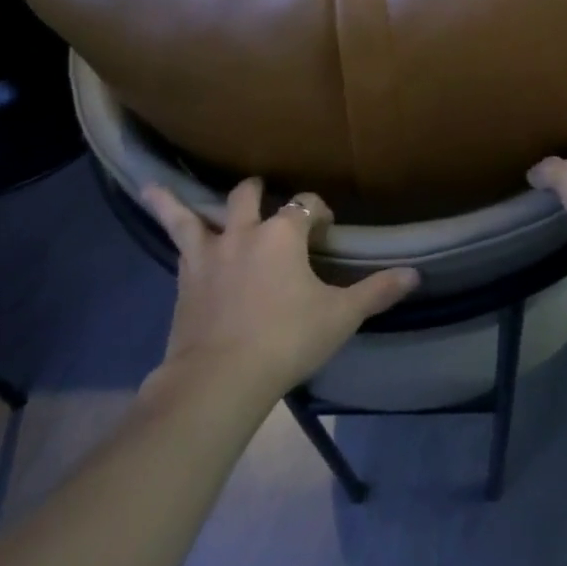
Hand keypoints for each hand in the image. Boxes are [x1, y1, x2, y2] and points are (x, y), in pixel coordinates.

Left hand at [143, 179, 419, 401]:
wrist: (219, 379)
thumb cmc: (286, 340)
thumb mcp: (340, 316)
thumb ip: (377, 291)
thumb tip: (416, 274)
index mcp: (283, 234)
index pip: (305, 205)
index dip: (318, 212)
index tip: (327, 229)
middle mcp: (244, 232)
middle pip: (249, 195)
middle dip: (260, 193)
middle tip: (268, 201)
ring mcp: (208, 253)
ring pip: (195, 215)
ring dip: (181, 201)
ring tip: (158, 186)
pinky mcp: (184, 277)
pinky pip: (174, 241)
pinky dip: (164, 220)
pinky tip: (150, 208)